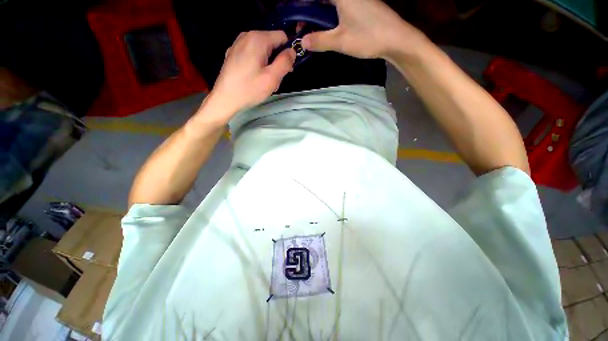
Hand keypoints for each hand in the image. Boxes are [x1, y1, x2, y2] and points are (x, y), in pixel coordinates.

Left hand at [204, 31, 295, 118]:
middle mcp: (247, 35)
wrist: (225, 98)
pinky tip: (254, 77)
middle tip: (275, 78)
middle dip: (277, 59)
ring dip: (268, 63)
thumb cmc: (249, 89)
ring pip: (263, 49)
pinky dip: (258, 63)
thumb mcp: (272, 78)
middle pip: (272, 43)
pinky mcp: (233, 52)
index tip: (287, 69)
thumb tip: (292, 51)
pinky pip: (252, 53)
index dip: (288, 51)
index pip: (282, 36)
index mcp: (258, 39)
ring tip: (265, 80)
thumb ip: (285, 62)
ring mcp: (238, 43)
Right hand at [301, 0, 428, 59]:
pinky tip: (328, 30)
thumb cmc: (368, 36)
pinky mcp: (361, 5)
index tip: (295, 18)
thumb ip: (320, 41)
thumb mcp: (340, 41)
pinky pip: (340, 7)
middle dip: (310, 12)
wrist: (396, 39)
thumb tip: (302, 42)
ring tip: (312, 32)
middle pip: (322, 0)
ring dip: (320, 16)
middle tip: (302, 29)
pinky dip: (331, 17)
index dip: (302, 6)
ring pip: (331, 4)